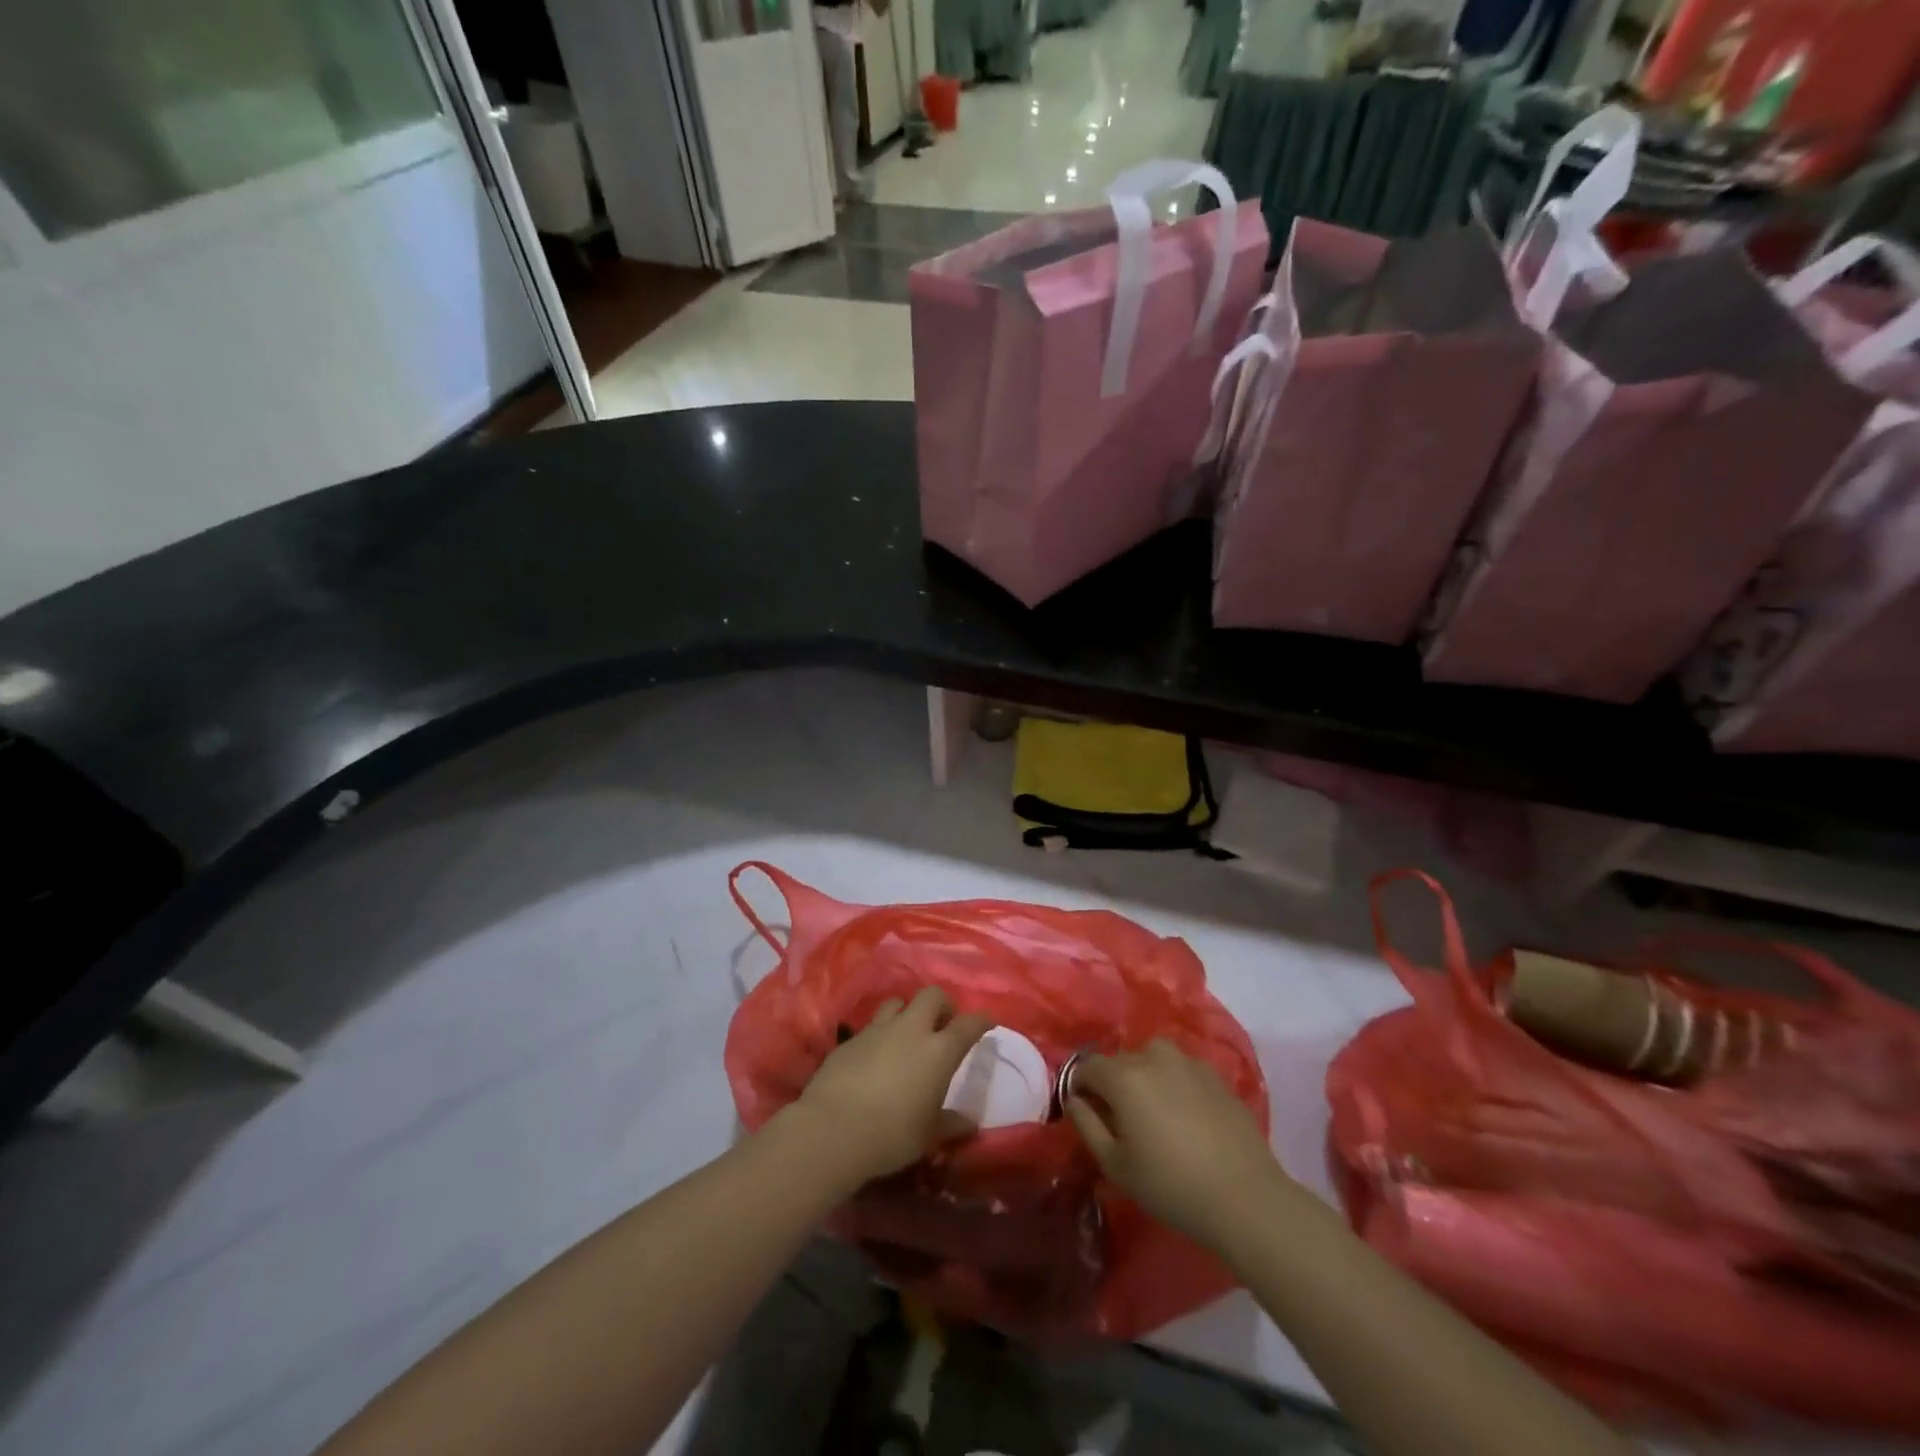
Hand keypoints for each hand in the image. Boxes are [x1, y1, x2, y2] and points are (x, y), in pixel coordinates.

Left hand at [791, 986, 992, 1187]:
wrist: (833, 1129)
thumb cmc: (892, 1134)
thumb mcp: (928, 1135)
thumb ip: (951, 1124)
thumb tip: (970, 1123)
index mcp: (938, 1051)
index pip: (968, 1025)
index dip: (981, 1020)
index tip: (987, 1022)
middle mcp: (911, 1030)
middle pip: (932, 995)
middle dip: (942, 1005)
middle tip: (943, 1026)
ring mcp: (878, 1029)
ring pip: (898, 1002)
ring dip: (908, 1012)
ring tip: (907, 1034)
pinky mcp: (851, 1038)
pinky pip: (872, 1025)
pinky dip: (880, 1034)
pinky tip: (876, 1056)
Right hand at [1066, 1039, 1286, 1249]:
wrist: (1244, 1196)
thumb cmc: (1170, 1184)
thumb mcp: (1115, 1165)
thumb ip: (1086, 1125)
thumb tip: (1074, 1100)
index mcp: (1124, 1075)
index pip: (1088, 1067)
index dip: (1081, 1087)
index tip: (1087, 1113)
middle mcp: (1153, 1055)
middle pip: (1120, 1062)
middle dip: (1113, 1084)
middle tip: (1122, 1121)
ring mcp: (1188, 1062)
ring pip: (1153, 1060)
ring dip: (1146, 1078)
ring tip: (1155, 1114)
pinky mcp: (1216, 1075)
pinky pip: (1182, 1071)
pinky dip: (1175, 1085)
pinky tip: (1186, 1118)